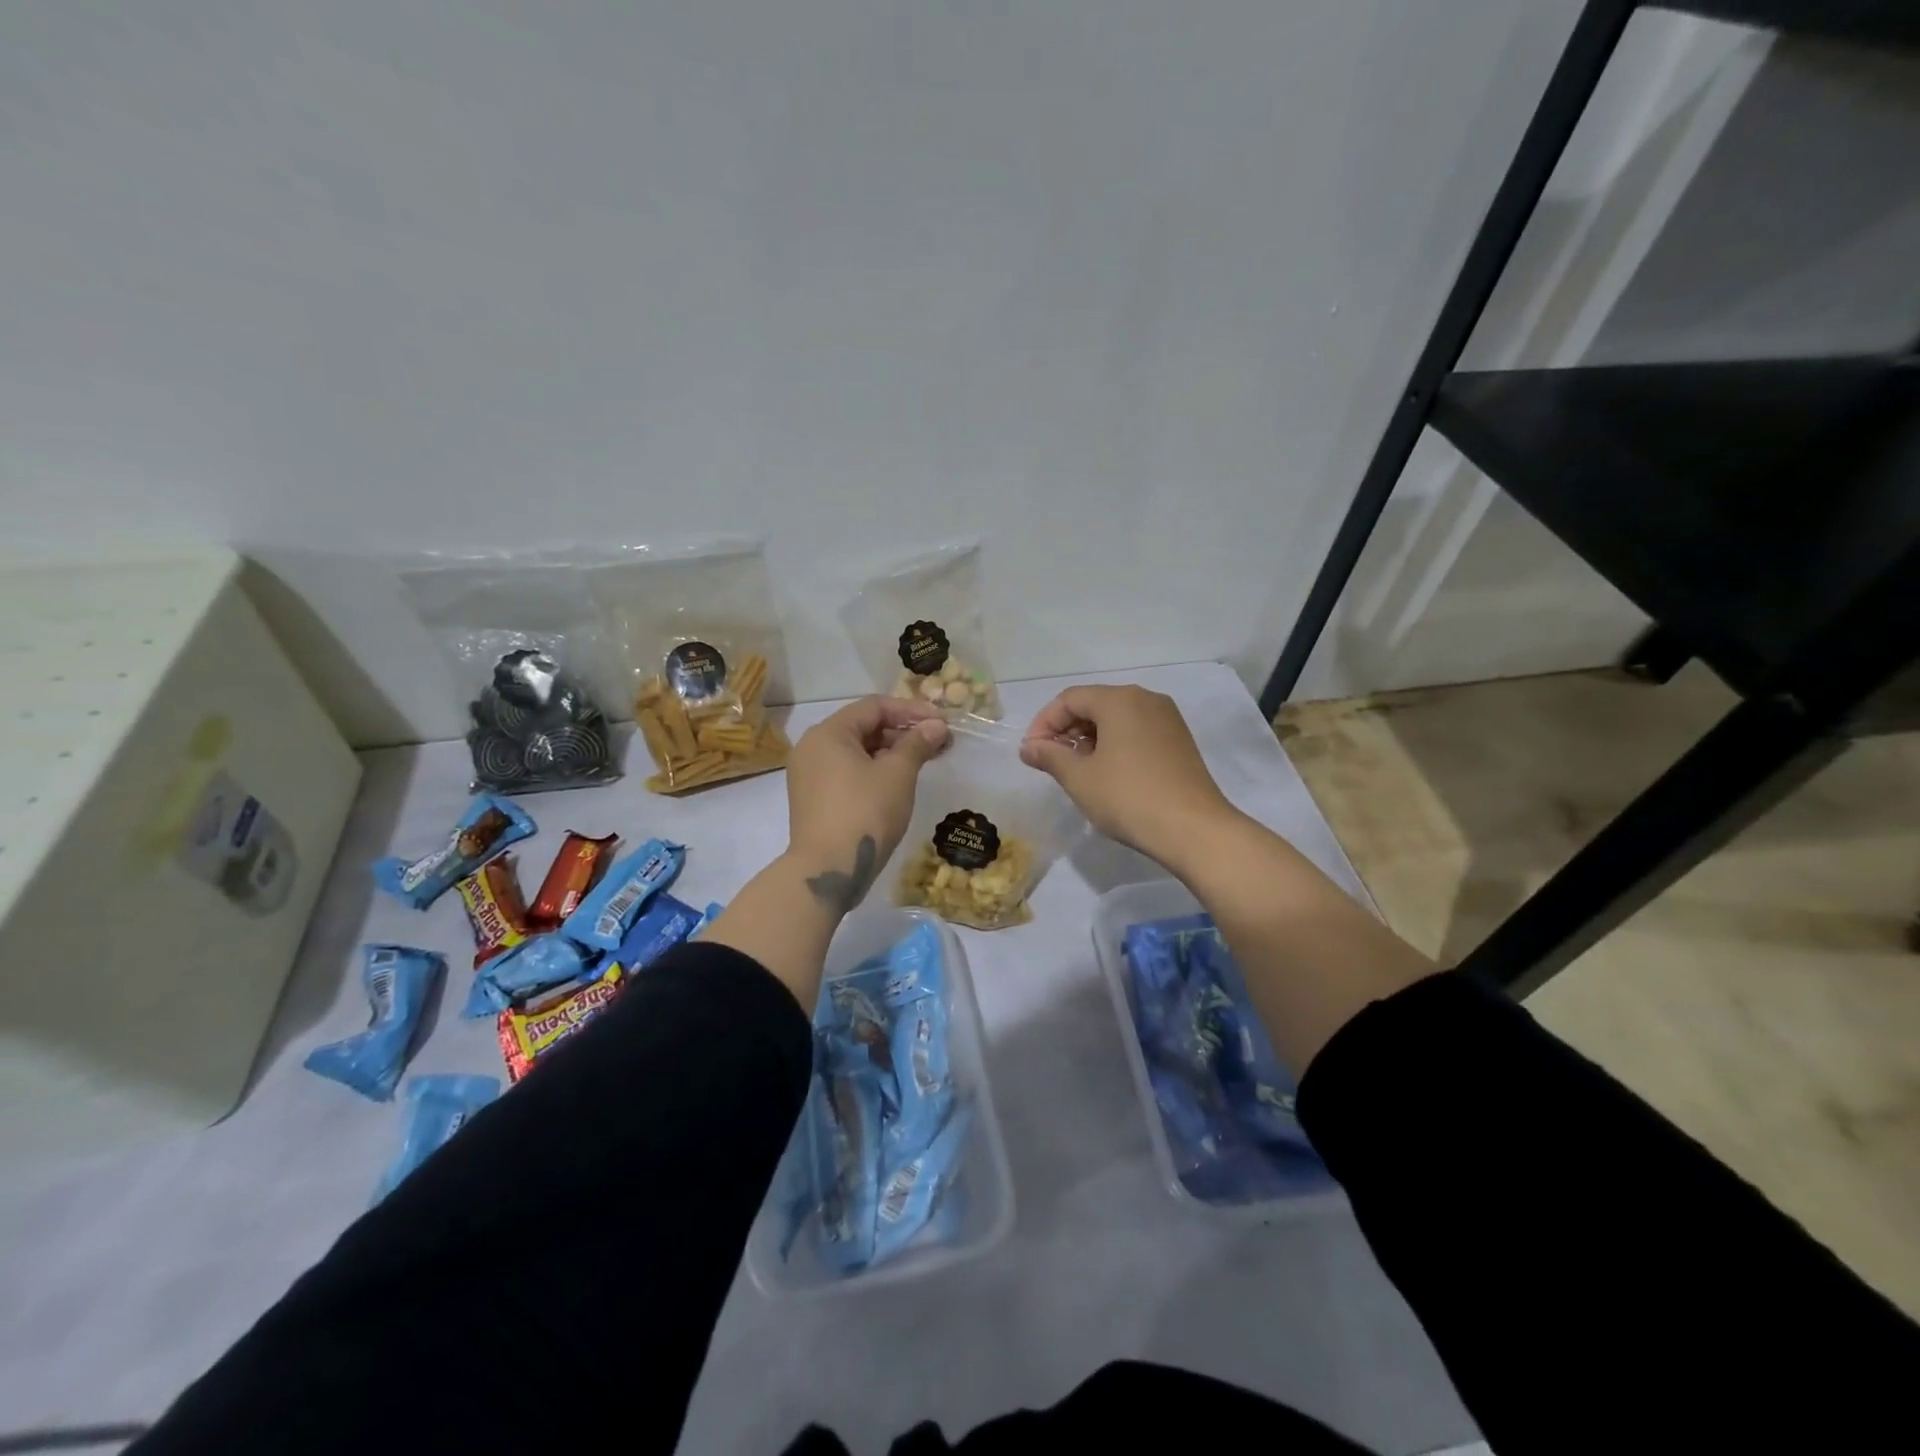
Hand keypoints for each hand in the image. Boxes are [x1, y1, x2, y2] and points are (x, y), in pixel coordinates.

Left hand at [786, 697, 949, 911]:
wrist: (828, 870)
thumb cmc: (865, 813)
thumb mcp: (898, 774)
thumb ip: (917, 744)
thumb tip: (936, 726)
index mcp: (828, 732)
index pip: (874, 707)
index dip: (911, 711)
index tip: (941, 723)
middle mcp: (812, 747)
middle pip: (863, 727)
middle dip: (902, 733)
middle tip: (937, 744)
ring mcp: (808, 775)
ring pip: (855, 752)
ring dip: (890, 753)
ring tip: (923, 762)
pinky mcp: (813, 799)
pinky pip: (846, 772)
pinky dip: (873, 771)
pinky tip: (898, 783)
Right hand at [1019, 685, 1236, 868]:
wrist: (1194, 829)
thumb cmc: (1128, 798)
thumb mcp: (1079, 778)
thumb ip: (1050, 756)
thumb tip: (1028, 747)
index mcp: (1119, 700)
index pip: (1069, 699)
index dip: (1043, 723)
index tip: (1031, 753)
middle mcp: (1145, 699)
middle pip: (1094, 704)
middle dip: (1066, 730)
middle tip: (1050, 762)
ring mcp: (1167, 718)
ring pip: (1116, 718)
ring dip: (1089, 738)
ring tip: (1076, 770)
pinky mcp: (1179, 739)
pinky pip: (1136, 730)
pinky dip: (1114, 744)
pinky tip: (1107, 773)